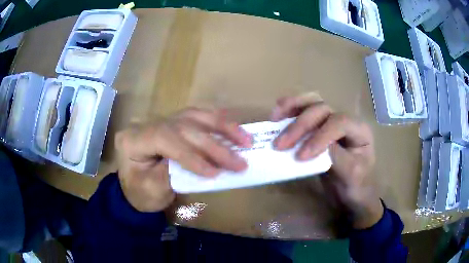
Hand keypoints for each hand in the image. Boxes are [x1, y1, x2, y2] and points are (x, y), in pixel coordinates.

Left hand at [115, 108, 251, 211]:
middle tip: (240, 161)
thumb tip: (206, 166)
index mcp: (133, 140)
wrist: (135, 188)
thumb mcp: (152, 191)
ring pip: (194, 116)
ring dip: (222, 127)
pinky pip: (198, 117)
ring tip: (245, 140)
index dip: (192, 155)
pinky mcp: (174, 123)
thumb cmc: (140, 193)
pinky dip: (218, 122)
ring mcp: (161, 121)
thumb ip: (174, 176)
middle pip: (184, 127)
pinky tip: (233, 129)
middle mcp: (146, 125)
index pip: (165, 139)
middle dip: (214, 145)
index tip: (216, 173)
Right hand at [271, 94, 382, 228]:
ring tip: (274, 117)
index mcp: (359, 130)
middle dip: (301, 125)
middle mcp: (346, 120)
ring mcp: (332, 120)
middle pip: (323, 109)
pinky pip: (305, 110)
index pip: (339, 122)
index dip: (319, 135)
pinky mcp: (319, 126)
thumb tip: (310, 144)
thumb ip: (335, 156)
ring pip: (312, 102)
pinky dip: (290, 109)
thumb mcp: (349, 175)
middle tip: (280, 144)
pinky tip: (278, 115)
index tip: (301, 156)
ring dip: (292, 107)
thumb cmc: (356, 185)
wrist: (354, 191)